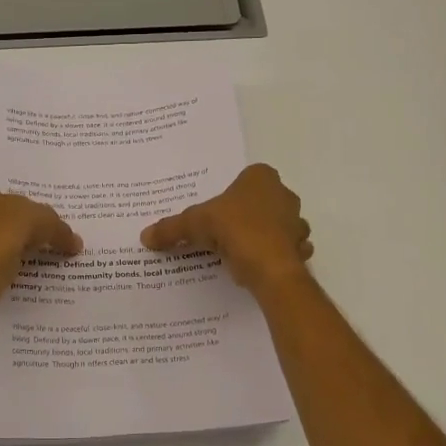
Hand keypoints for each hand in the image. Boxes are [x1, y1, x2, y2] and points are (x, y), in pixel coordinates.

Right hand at [139, 164, 312, 292]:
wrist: (270, 267)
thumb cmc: (235, 229)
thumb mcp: (194, 224)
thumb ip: (171, 228)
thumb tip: (144, 236)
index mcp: (261, 178)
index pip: (245, 178)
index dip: (230, 194)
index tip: (216, 211)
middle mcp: (284, 194)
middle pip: (261, 202)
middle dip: (246, 215)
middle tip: (222, 232)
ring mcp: (296, 222)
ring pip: (276, 226)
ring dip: (262, 236)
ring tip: (238, 251)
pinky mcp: (301, 249)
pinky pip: (285, 250)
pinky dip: (272, 256)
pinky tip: (255, 266)